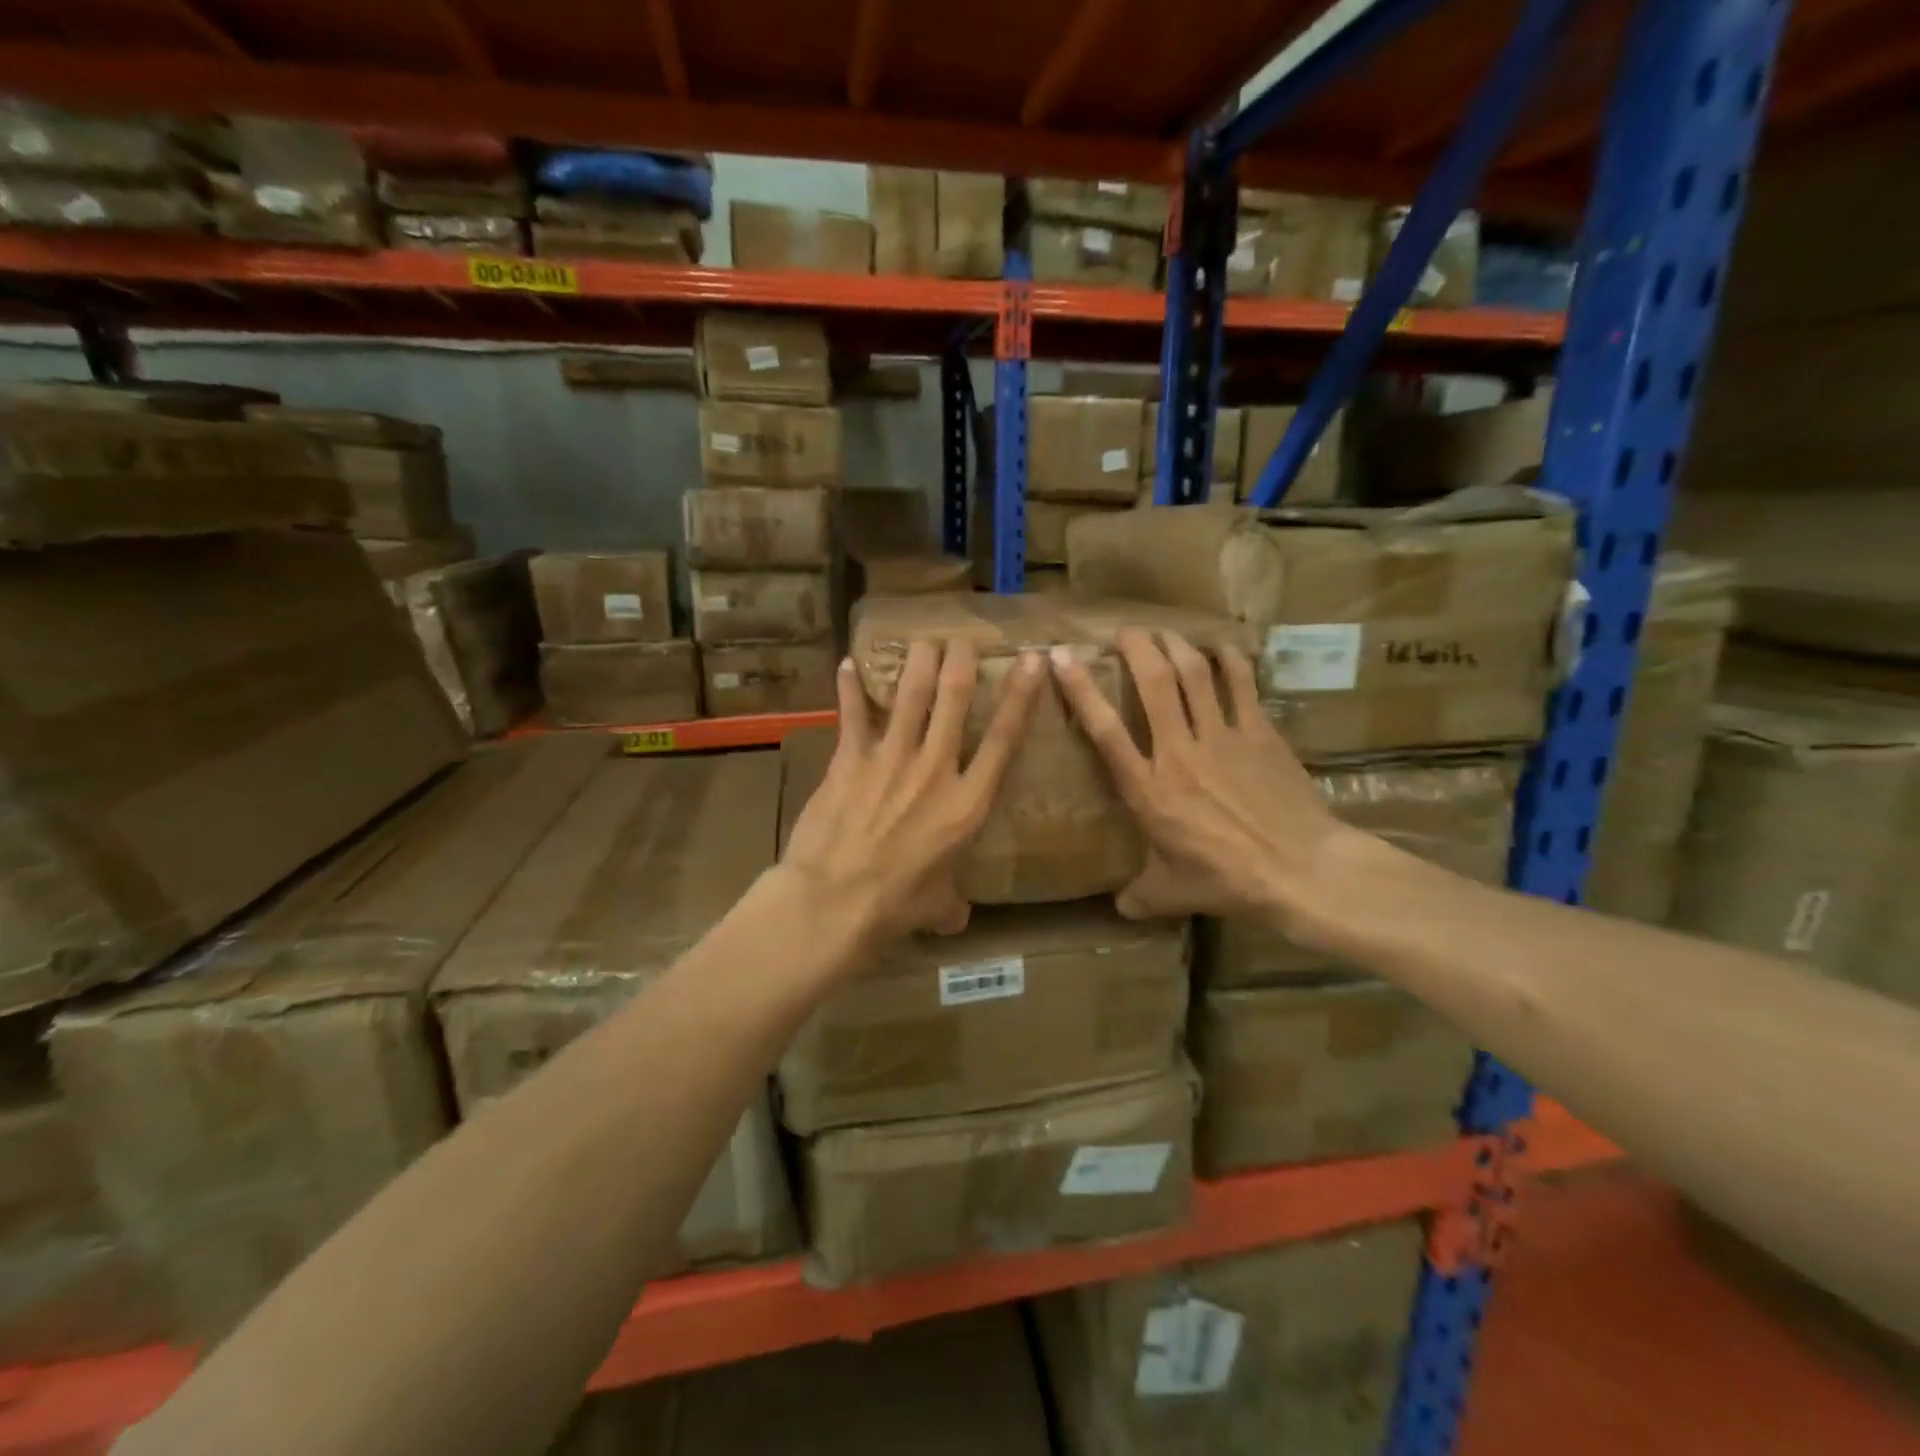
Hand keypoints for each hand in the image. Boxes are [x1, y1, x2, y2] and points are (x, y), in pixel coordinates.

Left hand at [782, 638, 1045, 949]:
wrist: (835, 901)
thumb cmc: (896, 907)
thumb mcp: (938, 907)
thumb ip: (952, 902)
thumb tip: (955, 916)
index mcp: (967, 803)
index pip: (1004, 739)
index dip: (1020, 696)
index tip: (1031, 661)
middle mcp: (935, 768)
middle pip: (954, 699)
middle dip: (962, 661)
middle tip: (964, 638)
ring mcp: (890, 758)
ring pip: (910, 694)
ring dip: (919, 661)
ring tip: (925, 639)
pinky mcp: (850, 759)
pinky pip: (852, 714)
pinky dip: (849, 688)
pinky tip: (847, 663)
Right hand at [1051, 628, 1356, 931]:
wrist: (1301, 871)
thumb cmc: (1228, 881)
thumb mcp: (1171, 893)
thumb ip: (1138, 896)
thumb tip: (1118, 909)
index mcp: (1149, 788)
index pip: (1105, 730)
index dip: (1080, 689)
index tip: (1061, 658)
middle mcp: (1179, 752)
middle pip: (1154, 683)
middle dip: (1135, 648)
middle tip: (1123, 632)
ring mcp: (1222, 737)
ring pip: (1194, 675)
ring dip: (1175, 646)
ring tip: (1163, 633)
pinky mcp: (1259, 733)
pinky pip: (1241, 685)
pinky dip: (1228, 661)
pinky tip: (1220, 648)